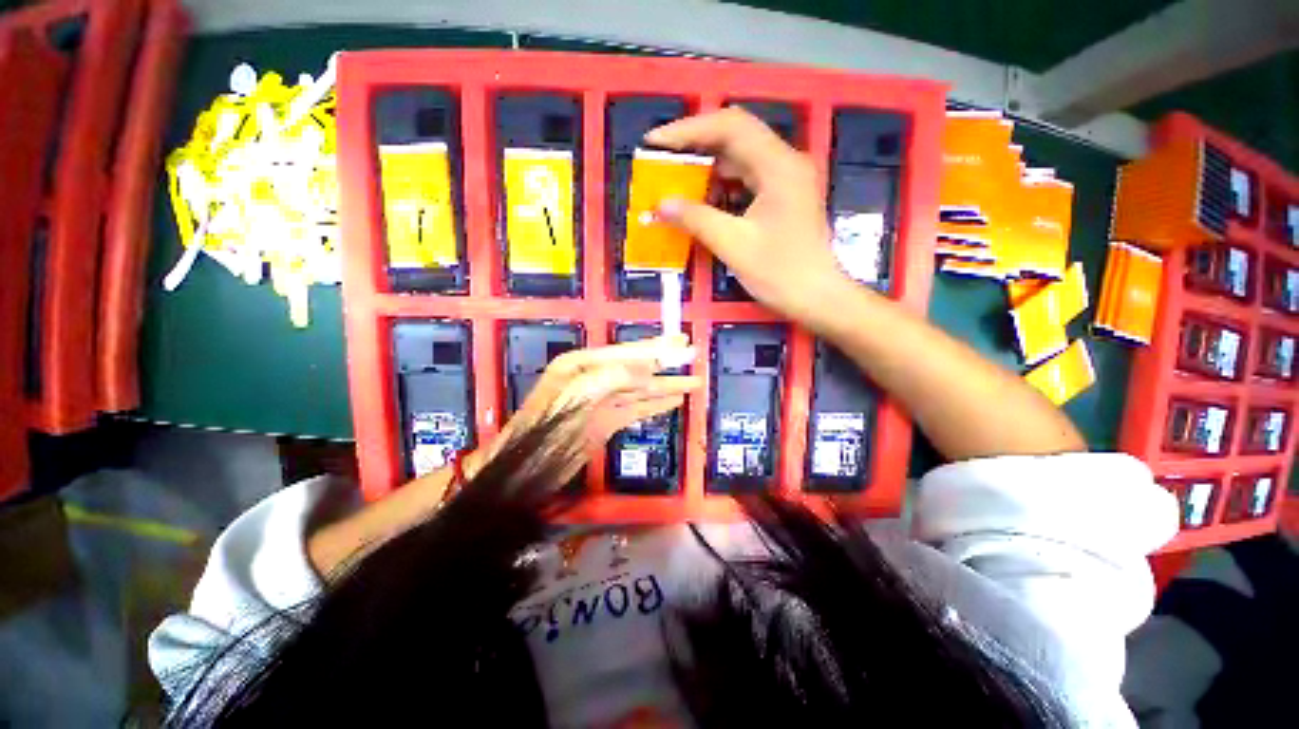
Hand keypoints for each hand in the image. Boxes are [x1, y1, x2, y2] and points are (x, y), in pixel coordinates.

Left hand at [466, 334, 701, 483]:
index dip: (655, 347)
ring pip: (640, 389)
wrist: (523, 470)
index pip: (625, 352)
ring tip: (693, 381)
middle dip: (665, 361)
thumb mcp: (576, 397)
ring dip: (666, 385)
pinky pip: (636, 409)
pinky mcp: (606, 422)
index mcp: (581, 365)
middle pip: (637, 367)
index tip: (681, 344)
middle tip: (692, 353)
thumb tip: (647, 369)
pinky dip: (655, 404)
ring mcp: (601, 401)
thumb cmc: (544, 429)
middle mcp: (593, 378)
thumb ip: (611, 377)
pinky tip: (673, 401)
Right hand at [646, 108, 855, 331]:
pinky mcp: (784, 196)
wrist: (817, 298)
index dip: (688, 130)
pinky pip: (747, 179)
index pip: (730, 127)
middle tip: (662, 160)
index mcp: (779, 166)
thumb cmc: (780, 273)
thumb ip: (696, 219)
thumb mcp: (734, 245)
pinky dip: (722, 185)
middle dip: (695, 146)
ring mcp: (786, 179)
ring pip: (740, 158)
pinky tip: (702, 199)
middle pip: (735, 136)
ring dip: (707, 166)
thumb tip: (661, 204)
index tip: (654, 142)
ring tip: (676, 179)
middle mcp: (785, 162)